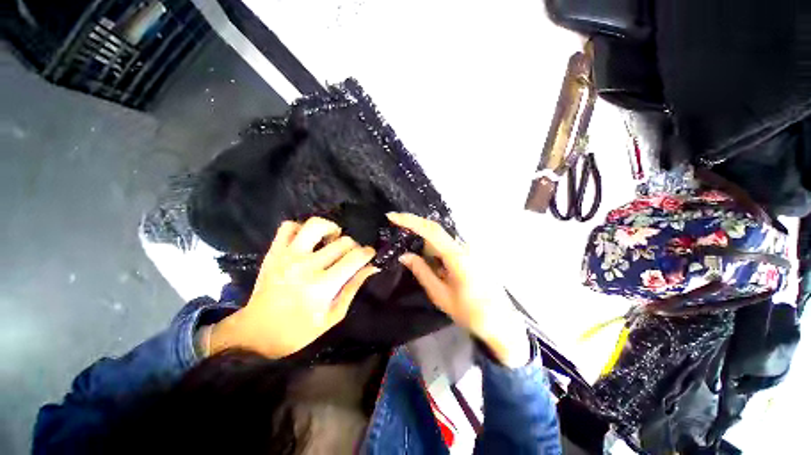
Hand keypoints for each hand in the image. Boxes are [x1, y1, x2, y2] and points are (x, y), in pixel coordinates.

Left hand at [209, 217, 377, 358]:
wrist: (255, 334)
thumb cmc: (298, 331)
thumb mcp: (333, 315)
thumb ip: (353, 287)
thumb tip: (371, 267)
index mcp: (322, 286)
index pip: (355, 258)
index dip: (368, 253)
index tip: (369, 255)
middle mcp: (306, 266)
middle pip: (342, 242)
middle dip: (354, 246)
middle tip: (350, 256)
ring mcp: (287, 256)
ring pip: (315, 225)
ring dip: (330, 229)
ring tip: (332, 240)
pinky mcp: (273, 252)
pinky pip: (288, 227)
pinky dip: (301, 228)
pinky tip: (308, 240)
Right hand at [386, 213, 529, 367]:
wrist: (502, 323)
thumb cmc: (470, 313)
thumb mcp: (440, 295)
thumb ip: (422, 272)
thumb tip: (404, 256)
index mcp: (457, 256)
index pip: (431, 230)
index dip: (410, 220)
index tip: (392, 216)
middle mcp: (465, 247)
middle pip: (435, 234)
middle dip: (418, 241)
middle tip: (409, 257)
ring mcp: (471, 249)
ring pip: (442, 242)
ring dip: (431, 254)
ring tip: (437, 277)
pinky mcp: (473, 254)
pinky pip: (450, 248)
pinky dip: (439, 257)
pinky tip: (444, 275)